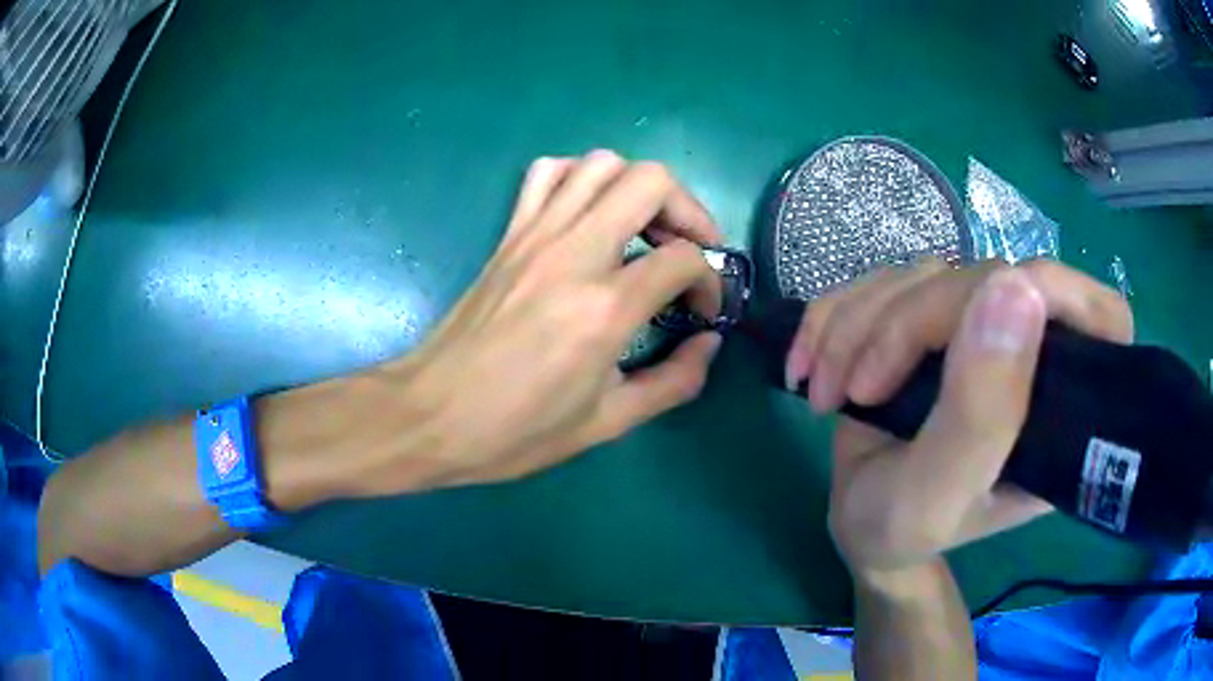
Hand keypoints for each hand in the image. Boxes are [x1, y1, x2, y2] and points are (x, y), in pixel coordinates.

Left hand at [388, 151, 723, 489]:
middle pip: (650, 181)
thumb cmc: (516, 430)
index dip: (710, 281)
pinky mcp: (509, 234)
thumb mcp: (606, 423)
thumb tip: (709, 343)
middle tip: (689, 251)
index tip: (703, 312)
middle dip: (688, 210)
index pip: (684, 258)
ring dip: (638, 187)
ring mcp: (535, 234)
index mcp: (604, 308)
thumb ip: (673, 382)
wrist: (430, 415)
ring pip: (601, 163)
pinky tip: (589, 214)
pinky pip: (548, 172)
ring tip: (645, 229)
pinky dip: (580, 177)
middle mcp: (573, 253)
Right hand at [785, 259, 1133, 574]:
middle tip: (853, 391)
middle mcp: (1033, 355)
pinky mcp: (934, 316)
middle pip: (988, 279)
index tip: (968, 325)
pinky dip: (833, 316)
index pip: (1098, 315)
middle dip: (903, 325)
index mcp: (1066, 407)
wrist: (858, 523)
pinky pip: (882, 279)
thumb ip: (981, 412)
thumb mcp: (937, 496)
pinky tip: (809, 367)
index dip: (1048, 292)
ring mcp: (981, 327)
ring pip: (923, 273)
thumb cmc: (902, 529)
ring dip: (855, 326)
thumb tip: (1014, 287)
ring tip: (826, 393)